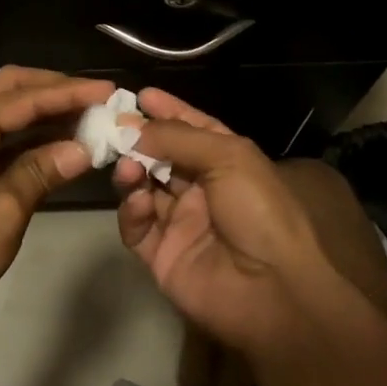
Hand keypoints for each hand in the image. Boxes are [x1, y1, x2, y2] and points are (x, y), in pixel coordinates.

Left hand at [0, 67, 113, 319]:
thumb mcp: (5, 208)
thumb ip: (44, 170)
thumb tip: (86, 148)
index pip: (24, 98)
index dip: (69, 92)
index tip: (109, 90)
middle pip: (13, 89)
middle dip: (55, 90)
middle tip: (98, 97)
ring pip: (9, 113)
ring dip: (47, 113)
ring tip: (90, 116)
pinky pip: (4, 138)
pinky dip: (34, 138)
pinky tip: (65, 143)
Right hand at [113, 90, 351, 352]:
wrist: (273, 290)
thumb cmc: (258, 210)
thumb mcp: (228, 157)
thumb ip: (178, 137)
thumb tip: (134, 127)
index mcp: (224, 162)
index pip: (191, 128)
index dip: (168, 110)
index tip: (140, 95)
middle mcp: (200, 188)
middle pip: (160, 156)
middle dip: (138, 139)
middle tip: (113, 127)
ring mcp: (179, 222)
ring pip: (142, 187)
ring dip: (131, 171)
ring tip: (126, 166)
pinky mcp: (161, 255)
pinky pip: (137, 227)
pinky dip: (131, 210)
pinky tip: (137, 200)